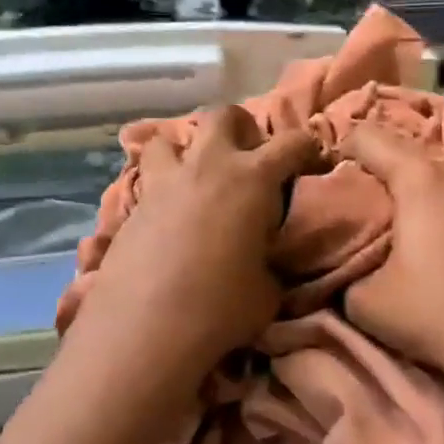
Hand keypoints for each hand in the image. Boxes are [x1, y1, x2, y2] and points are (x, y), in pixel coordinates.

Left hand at [75, 104, 317, 376]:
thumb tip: (263, 261)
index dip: (307, 146)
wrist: (146, 328)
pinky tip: (165, 216)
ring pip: (167, 138)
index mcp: (252, 179)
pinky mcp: (132, 208)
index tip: (311, 156)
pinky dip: (160, 188)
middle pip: (223, 115)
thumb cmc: (221, 307)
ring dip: (185, 150)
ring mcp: (164, 183)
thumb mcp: (267, 290)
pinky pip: (146, 180)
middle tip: (247, 155)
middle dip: (240, 127)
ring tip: (193, 176)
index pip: (291, 143)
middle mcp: (207, 167)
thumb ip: (269, 262)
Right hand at [341, 103, 443, 407]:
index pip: (373, 136)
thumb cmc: (436, 315)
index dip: (347, 139)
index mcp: (424, 181)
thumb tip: (345, 265)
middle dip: (436, 119)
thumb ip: (349, 273)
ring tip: (440, 187)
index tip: (333, 155)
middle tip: (410, 148)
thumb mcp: (367, 302)